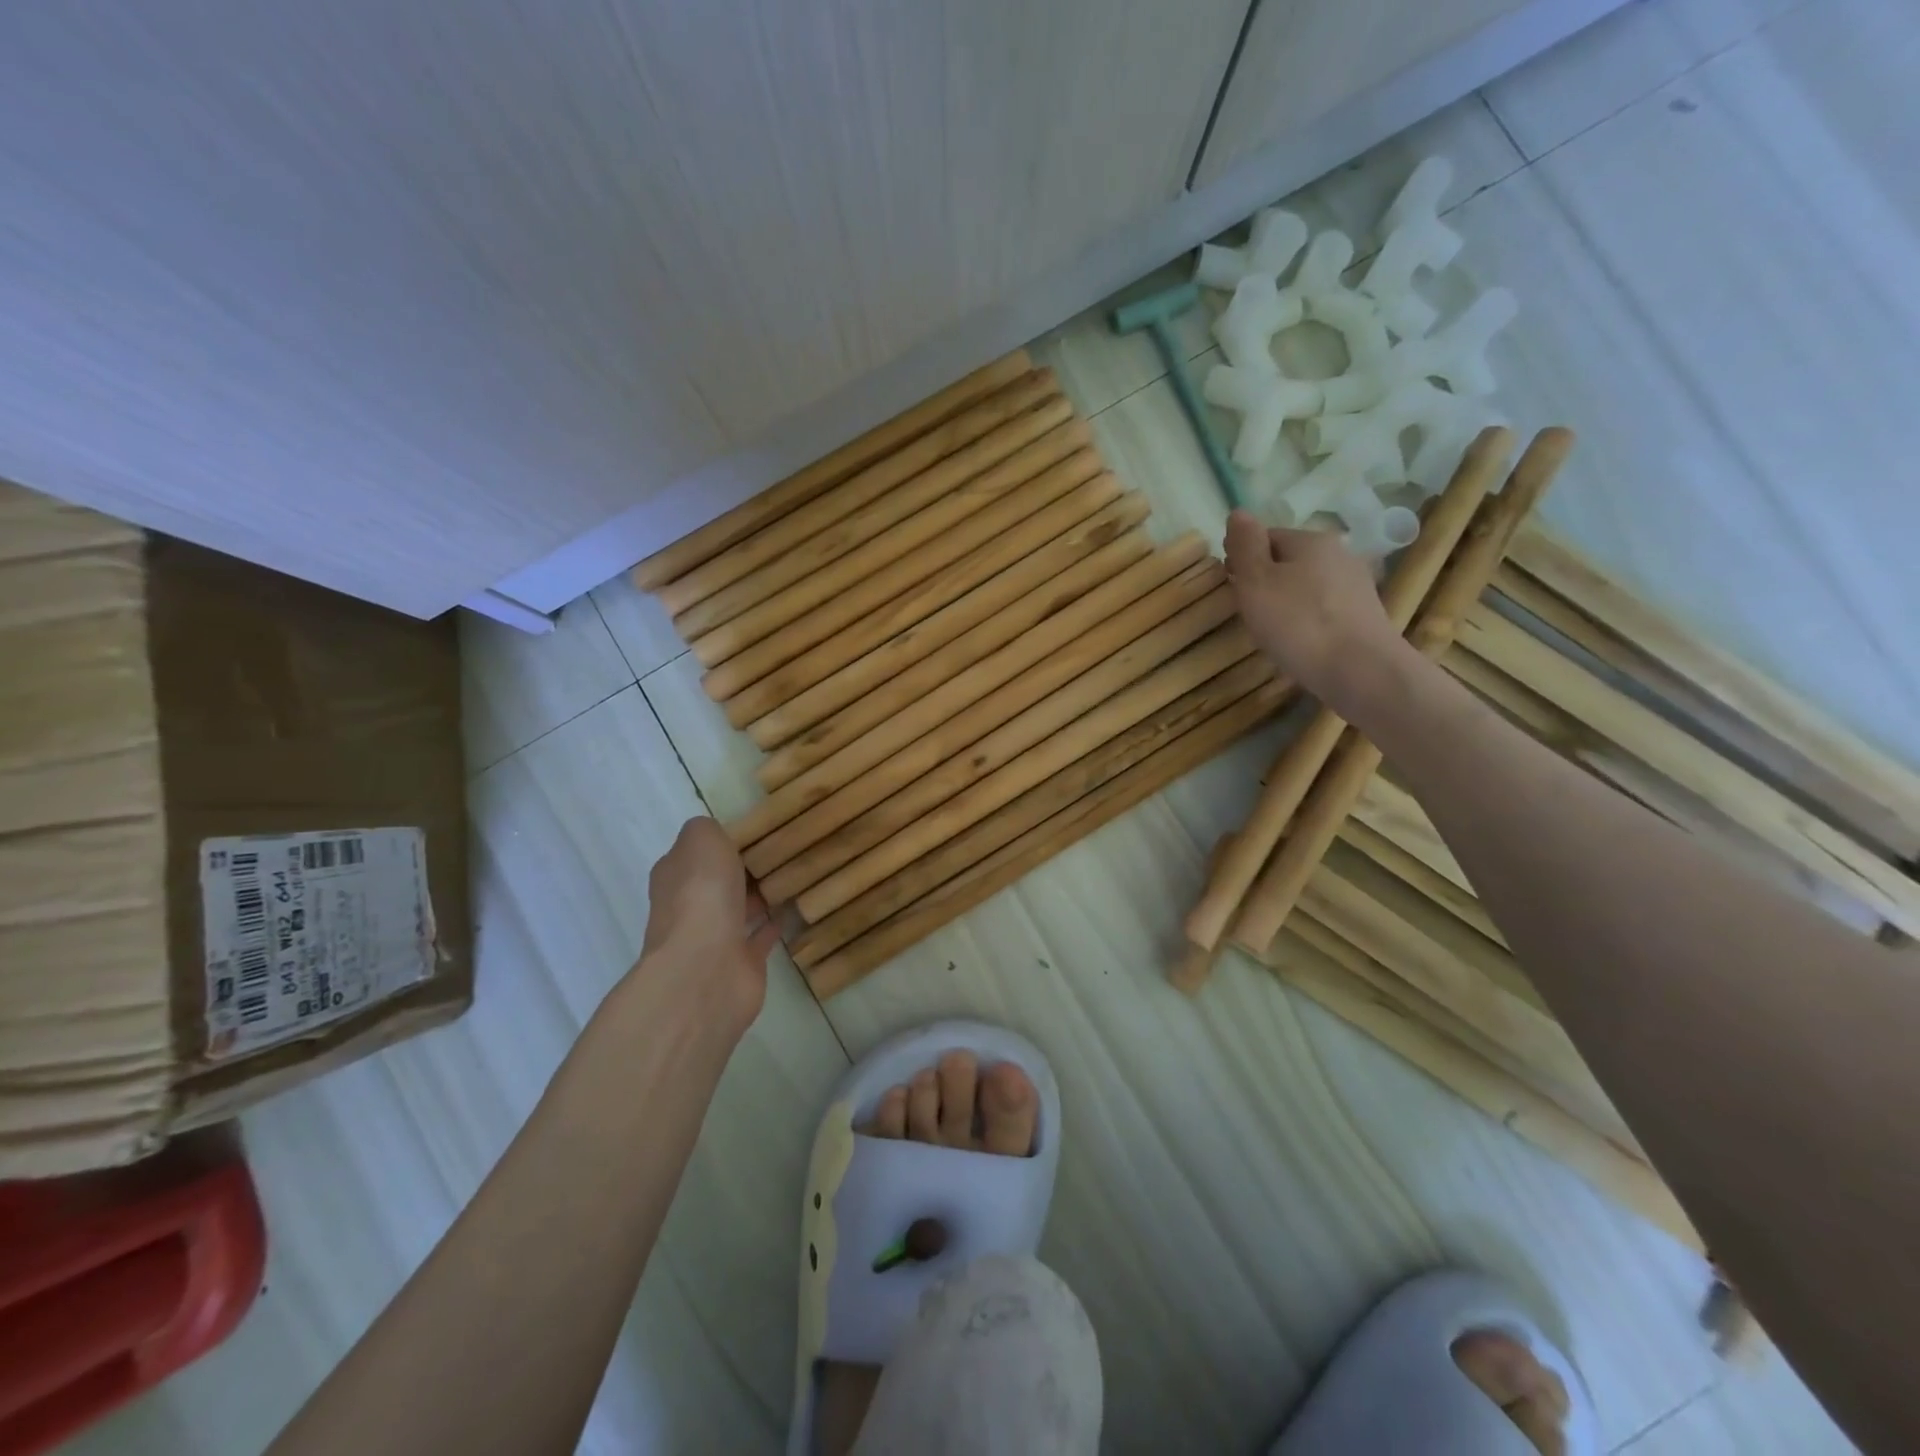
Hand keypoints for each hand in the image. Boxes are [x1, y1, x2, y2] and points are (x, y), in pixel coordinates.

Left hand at [637, 817, 780, 1034]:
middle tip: (781, 852)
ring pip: (738, 910)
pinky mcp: (740, 965)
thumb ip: (707, 830)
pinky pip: (759, 938)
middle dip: (742, 871)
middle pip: (716, 884)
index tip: (756, 832)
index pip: (695, 855)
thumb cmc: (702, 894)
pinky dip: (773, 925)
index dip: (720, 844)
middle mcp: (687, 908)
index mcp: (674, 877)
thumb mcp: (702, 839)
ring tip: (792, 876)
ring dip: (758, 897)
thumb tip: (717, 835)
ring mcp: (712, 940)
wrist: (706, 968)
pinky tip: (794, 909)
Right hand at [1224, 510, 1404, 715]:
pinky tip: (1299, 642)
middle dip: (1265, 581)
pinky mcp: (1364, 616)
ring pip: (1307, 586)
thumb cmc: (1299, 624)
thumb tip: (1238, 512)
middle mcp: (1339, 554)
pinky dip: (1306, 620)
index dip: (1242, 558)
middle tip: (1246, 611)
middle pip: (1288, 561)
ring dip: (1285, 602)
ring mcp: (1356, 585)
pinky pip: (1323, 609)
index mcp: (1311, 540)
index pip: (1266, 537)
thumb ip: (1245, 546)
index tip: (1229, 586)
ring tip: (1270, 631)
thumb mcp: (1256, 582)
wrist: (1361, 671)